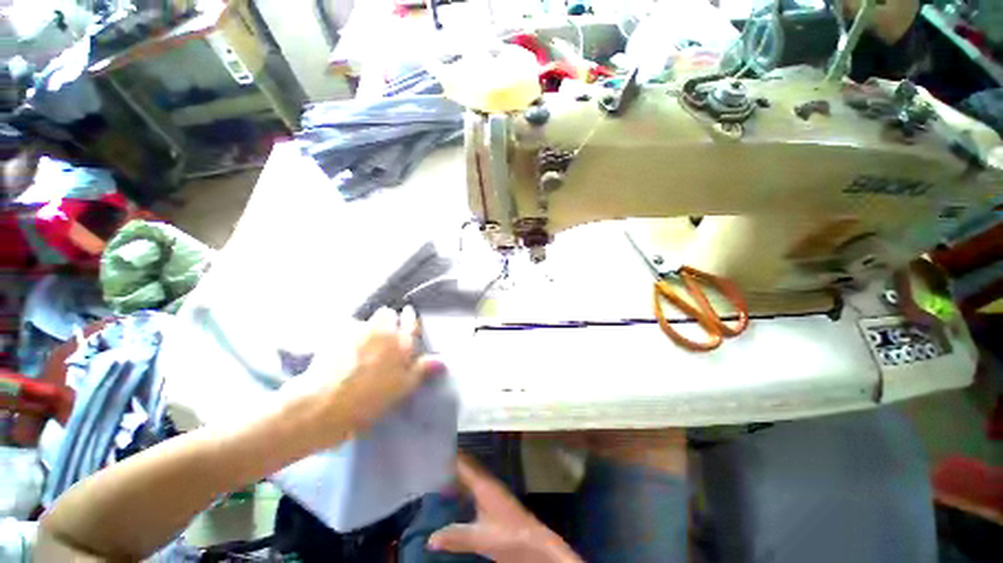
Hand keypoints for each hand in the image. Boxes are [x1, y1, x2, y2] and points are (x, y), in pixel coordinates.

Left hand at [280, 306, 443, 446]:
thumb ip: (421, 370)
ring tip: (358, 345)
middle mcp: (383, 330)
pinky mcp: (335, 333)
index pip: (411, 322)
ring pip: (366, 320)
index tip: (407, 315)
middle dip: (386, 321)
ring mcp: (358, 329)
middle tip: (380, 337)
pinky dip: (345, 335)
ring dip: (366, 327)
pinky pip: (345, 328)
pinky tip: (338, 350)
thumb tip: (442, 360)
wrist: (323, 404)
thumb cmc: (368, 400)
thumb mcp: (401, 389)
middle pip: (387, 314)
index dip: (409, 318)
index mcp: (401, 343)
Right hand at [428, 456, 582, 562]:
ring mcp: (492, 492)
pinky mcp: (495, 502)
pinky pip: (474, 489)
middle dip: (450, 466)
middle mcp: (488, 484)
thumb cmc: (508, 535)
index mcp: (484, 485)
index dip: (450, 456)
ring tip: (437, 479)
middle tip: (430, 466)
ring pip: (470, 479)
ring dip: (456, 478)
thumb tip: (429, 538)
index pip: (463, 464)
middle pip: (466, 469)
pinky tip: (455, 499)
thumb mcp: (480, 538)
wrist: (534, 543)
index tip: (434, 451)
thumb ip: (455, 536)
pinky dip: (463, 489)